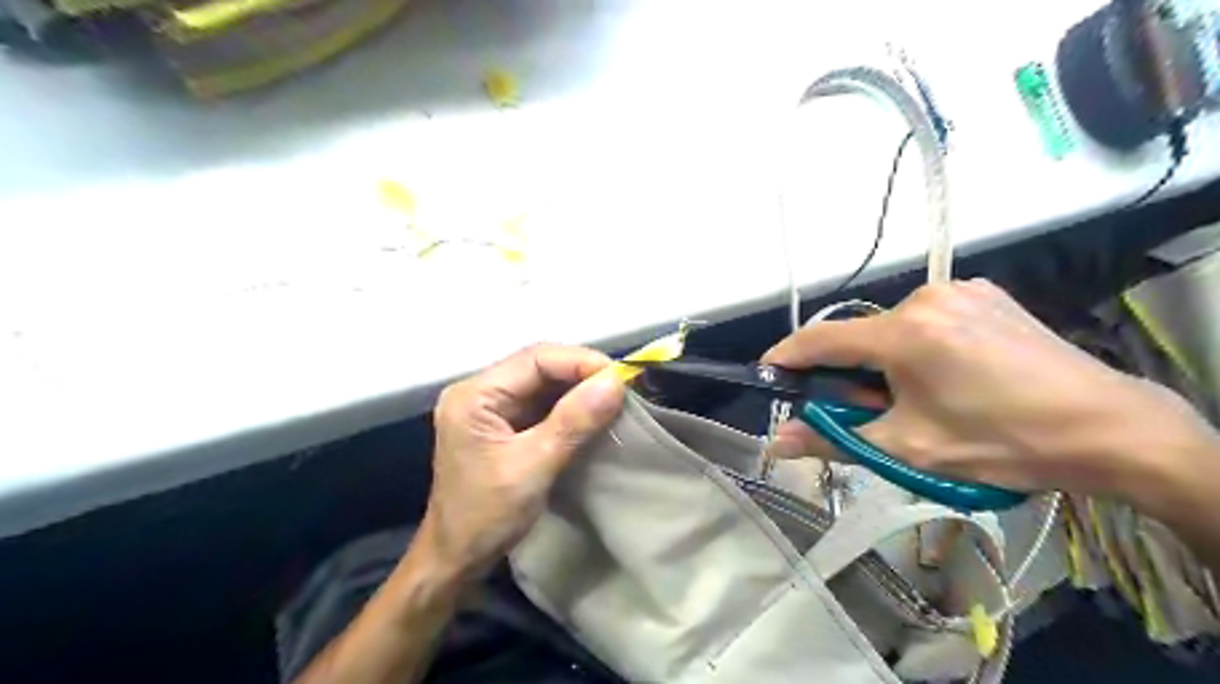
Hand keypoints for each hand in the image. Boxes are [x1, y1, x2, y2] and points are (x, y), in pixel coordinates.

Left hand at [424, 346, 627, 579]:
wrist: (456, 559)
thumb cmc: (486, 516)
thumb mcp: (533, 467)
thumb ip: (573, 422)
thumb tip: (615, 382)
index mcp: (475, 395)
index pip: (535, 359)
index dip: (580, 361)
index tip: (620, 377)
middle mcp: (480, 391)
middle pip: (539, 366)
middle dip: (582, 373)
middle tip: (622, 387)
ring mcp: (491, 407)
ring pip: (543, 383)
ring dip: (579, 388)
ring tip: (614, 397)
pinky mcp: (504, 424)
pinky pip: (542, 403)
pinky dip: (570, 406)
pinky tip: (593, 412)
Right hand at [761, 279, 1214, 496]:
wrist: (1109, 428)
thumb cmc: (1001, 443)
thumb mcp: (908, 448)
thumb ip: (833, 439)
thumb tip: (775, 443)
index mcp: (904, 333)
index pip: (822, 339)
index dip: (787, 356)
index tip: (768, 374)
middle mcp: (925, 298)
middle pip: (859, 335)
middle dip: (849, 372)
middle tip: (864, 410)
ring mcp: (959, 290)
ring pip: (891, 327)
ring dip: (883, 360)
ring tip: (914, 398)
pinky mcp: (984, 293)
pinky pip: (926, 317)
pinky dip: (915, 344)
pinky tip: (945, 373)